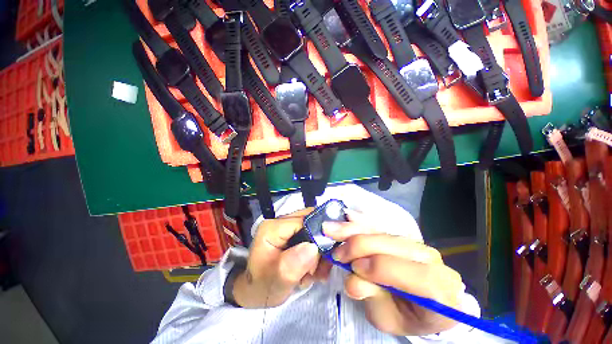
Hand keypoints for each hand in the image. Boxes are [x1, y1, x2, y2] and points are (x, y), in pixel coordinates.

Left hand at [233, 209, 325, 308]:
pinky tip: (311, 270)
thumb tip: (313, 247)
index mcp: (273, 227)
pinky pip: (313, 236)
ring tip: (312, 274)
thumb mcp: (277, 280)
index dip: (316, 239)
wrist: (258, 291)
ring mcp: (288, 226)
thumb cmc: (263, 287)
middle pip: (312, 224)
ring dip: (319, 253)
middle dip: (319, 247)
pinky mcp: (293, 232)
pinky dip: (316, 253)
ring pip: (315, 230)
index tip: (317, 264)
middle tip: (316, 272)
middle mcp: (281, 221)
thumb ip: (293, 264)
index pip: (304, 222)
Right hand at [323, 211, 464, 335]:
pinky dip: (360, 222)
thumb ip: (372, 297)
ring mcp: (417, 243)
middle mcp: (432, 260)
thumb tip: (351, 280)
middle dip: (361, 245)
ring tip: (332, 230)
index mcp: (441, 291)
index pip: (416, 276)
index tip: (354, 268)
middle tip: (336, 252)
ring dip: (355, 230)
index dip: (381, 268)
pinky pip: (379, 225)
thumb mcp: (388, 318)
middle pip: (394, 245)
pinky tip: (347, 217)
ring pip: (383, 232)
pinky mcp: (400, 234)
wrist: (416, 302)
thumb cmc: (404, 316)